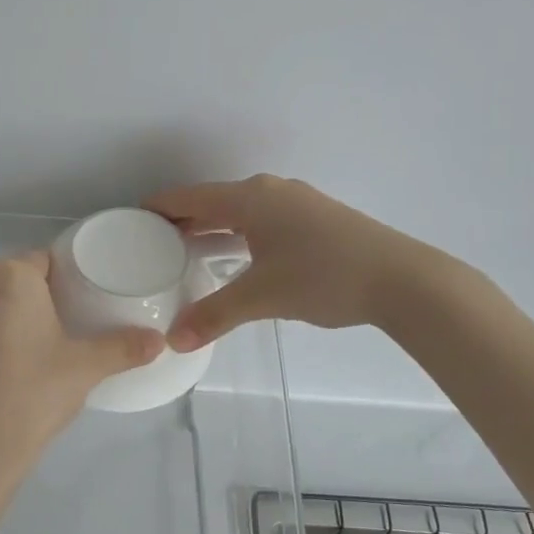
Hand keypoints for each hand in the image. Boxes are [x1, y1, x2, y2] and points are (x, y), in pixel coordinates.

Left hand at [0, 249, 163, 484]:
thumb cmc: (32, 395)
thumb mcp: (85, 369)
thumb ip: (124, 348)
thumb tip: (159, 340)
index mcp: (9, 276)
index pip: (45, 260)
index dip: (66, 280)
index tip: (82, 305)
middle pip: (15, 278)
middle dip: (38, 297)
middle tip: (65, 330)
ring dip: (9, 315)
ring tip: (34, 350)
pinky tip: (2, 367)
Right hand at [147, 175, 411, 349]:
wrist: (402, 279)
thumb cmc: (324, 276)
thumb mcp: (262, 297)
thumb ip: (214, 316)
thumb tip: (174, 341)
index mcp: (251, 198)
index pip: (191, 197)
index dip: (160, 206)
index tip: (131, 217)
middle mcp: (271, 192)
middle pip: (214, 201)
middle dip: (183, 219)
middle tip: (150, 241)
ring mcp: (297, 203)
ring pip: (240, 211)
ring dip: (213, 228)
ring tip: (185, 250)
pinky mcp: (316, 219)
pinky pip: (261, 220)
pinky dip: (238, 234)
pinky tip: (235, 256)